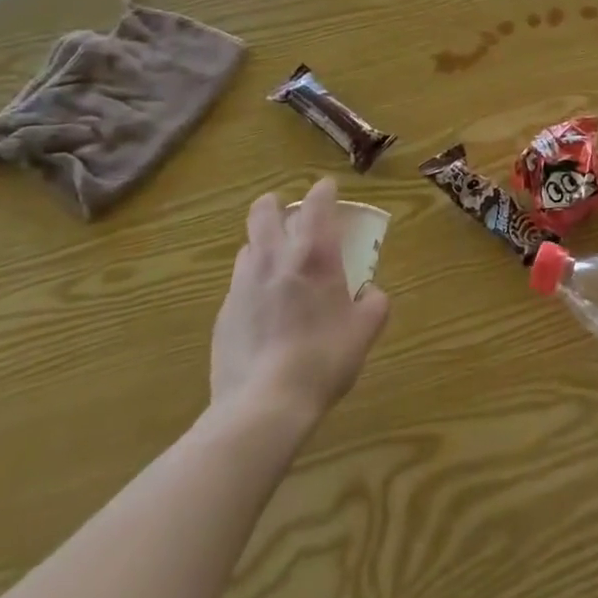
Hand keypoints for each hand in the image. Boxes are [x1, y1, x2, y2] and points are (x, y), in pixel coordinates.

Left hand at [209, 177, 389, 427]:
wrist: (262, 407)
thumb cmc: (323, 360)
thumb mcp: (365, 331)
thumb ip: (374, 303)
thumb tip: (369, 292)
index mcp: (314, 254)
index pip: (316, 202)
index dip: (323, 191)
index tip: (329, 192)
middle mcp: (275, 258)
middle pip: (265, 210)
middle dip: (277, 206)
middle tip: (294, 220)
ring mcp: (243, 284)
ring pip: (248, 245)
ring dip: (263, 245)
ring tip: (278, 266)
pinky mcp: (223, 313)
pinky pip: (238, 283)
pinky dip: (252, 284)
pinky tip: (264, 312)